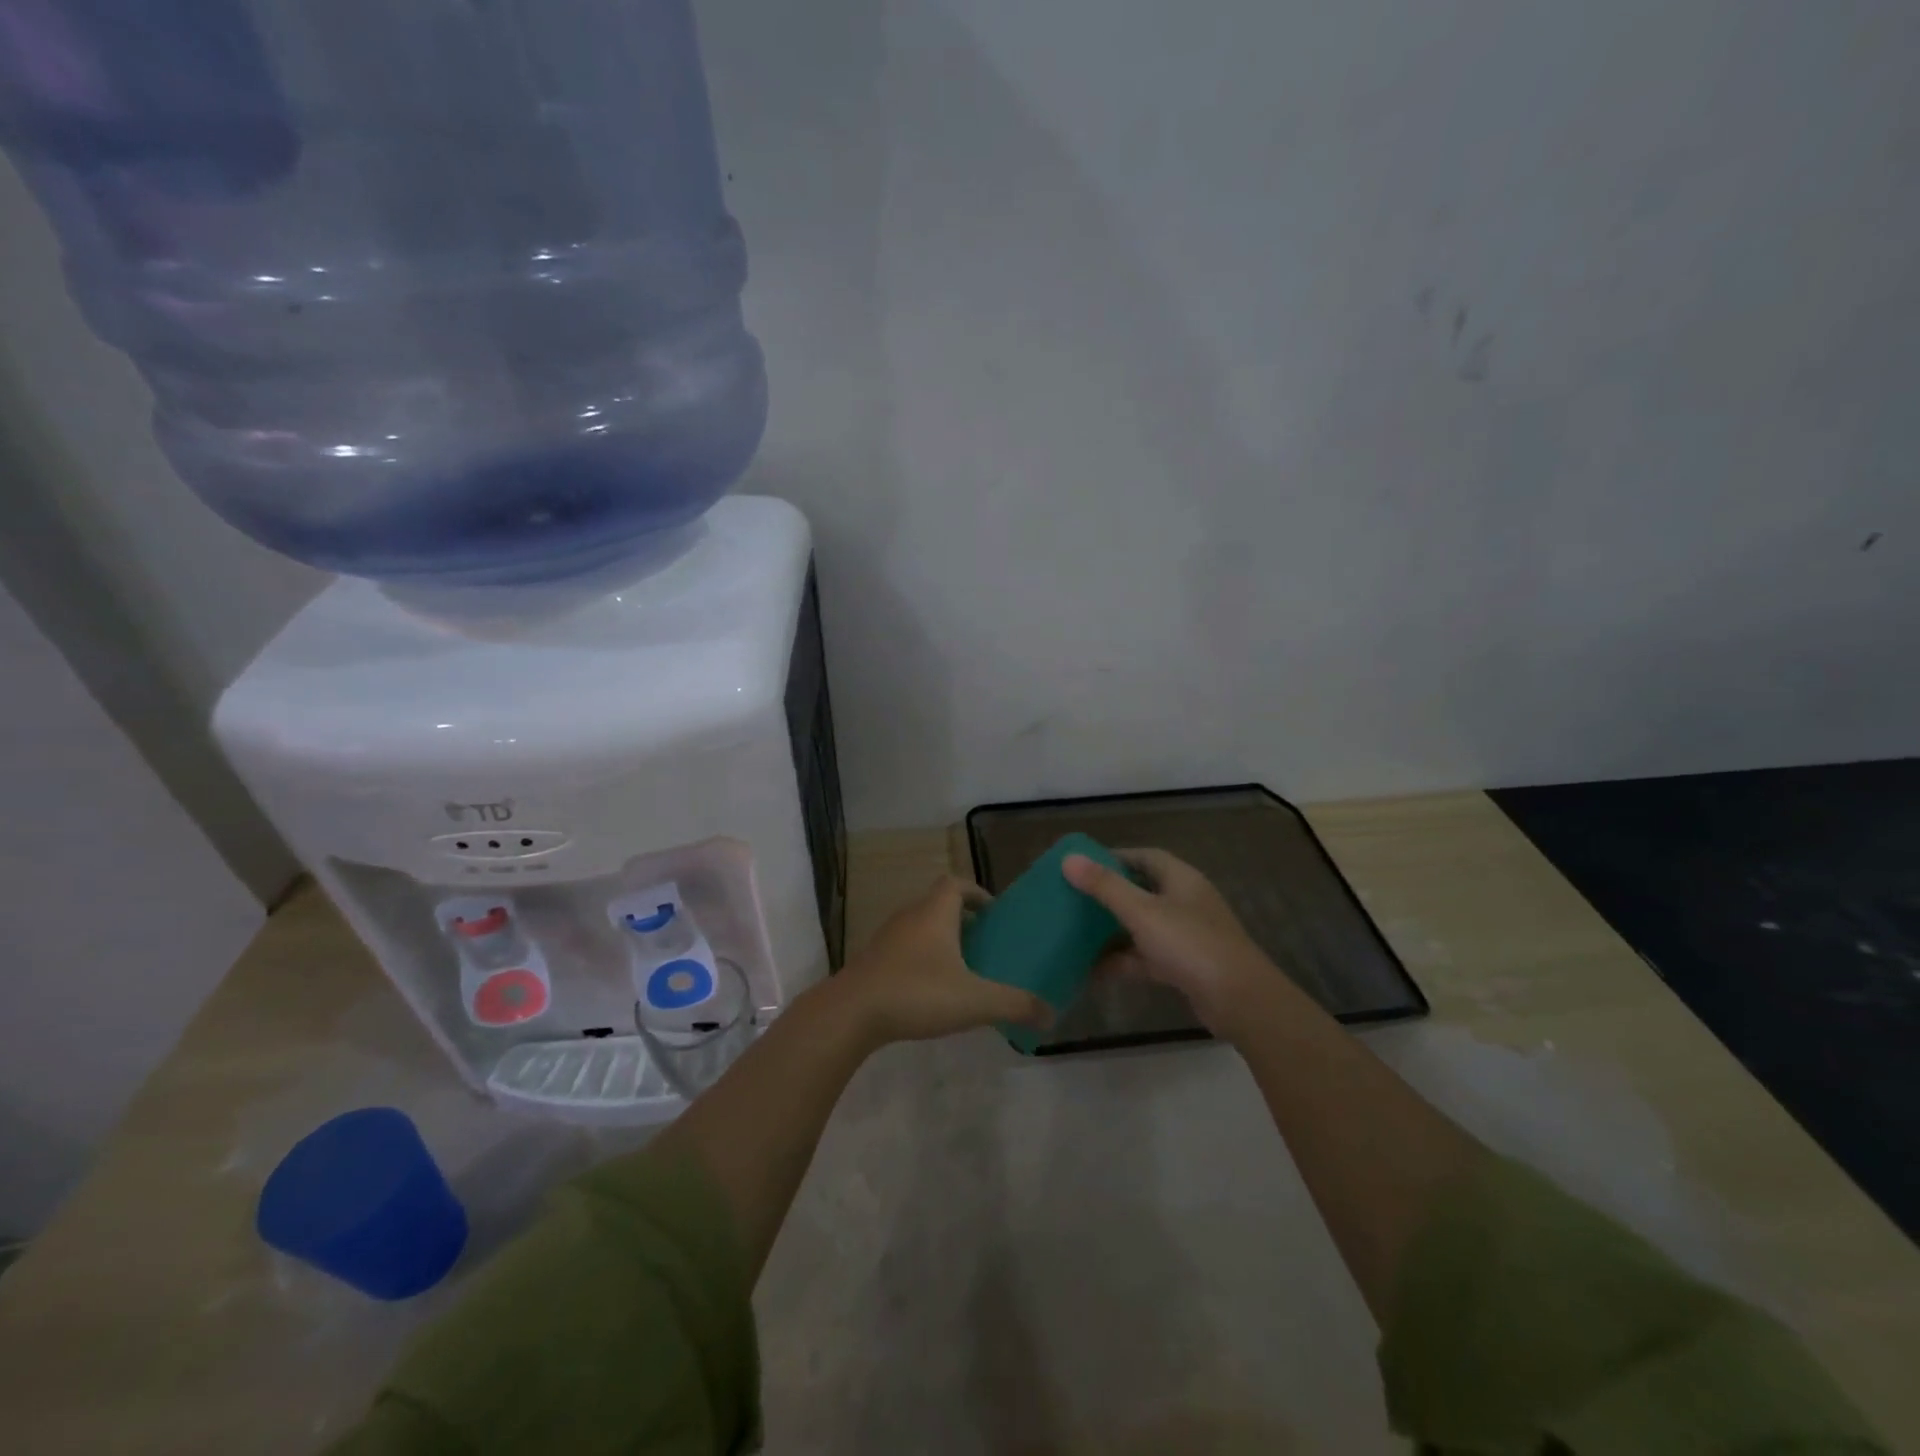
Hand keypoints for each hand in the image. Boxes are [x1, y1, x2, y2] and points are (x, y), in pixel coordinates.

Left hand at [819, 876, 1051, 1046]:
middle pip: (939, 904)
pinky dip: (922, 960)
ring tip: (964, 969)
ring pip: (921, 927)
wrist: (850, 1013)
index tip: (995, 914)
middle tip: (986, 945)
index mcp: (934, 912)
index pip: (957, 883)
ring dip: (942, 940)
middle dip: (964, 920)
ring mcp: (887, 938)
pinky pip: (905, 949)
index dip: (977, 892)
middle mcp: (910, 916)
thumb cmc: (916, 992)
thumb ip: (1015, 1004)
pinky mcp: (873, 961)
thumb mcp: (974, 1000)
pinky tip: (932, 991)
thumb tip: (1051, 1014)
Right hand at [1062, 849, 1286, 1041]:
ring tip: (1073, 934)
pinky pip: (1144, 957)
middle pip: (1141, 891)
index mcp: (1181, 879)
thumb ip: (1105, 886)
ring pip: (1141, 927)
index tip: (1081, 864)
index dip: (1114, 857)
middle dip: (1108, 896)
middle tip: (1072, 899)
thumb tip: (1068, 859)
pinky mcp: (1183, 967)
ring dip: (1111, 931)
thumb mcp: (1142, 912)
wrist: (1240, 1001)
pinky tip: (1091, 970)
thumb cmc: (1191, 944)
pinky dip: (1121, 961)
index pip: (1144, 857)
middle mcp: (1184, 902)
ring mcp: (1185, 936)